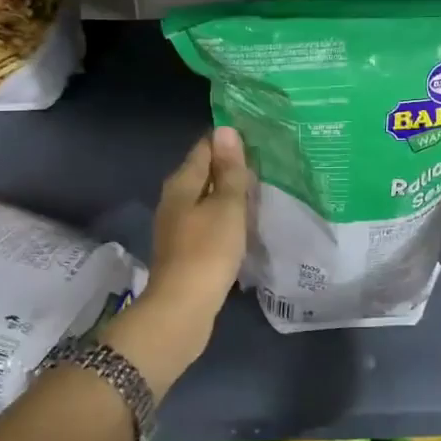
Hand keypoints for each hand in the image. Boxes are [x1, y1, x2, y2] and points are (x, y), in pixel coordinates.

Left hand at [109, 128, 251, 391]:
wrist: (182, 309)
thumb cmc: (207, 251)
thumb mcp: (226, 206)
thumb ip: (229, 170)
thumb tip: (226, 130)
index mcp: (181, 183)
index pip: (205, 148)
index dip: (228, 139)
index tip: (256, 135)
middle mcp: (174, 200)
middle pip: (203, 172)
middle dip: (230, 166)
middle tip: (266, 161)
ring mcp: (178, 227)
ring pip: (206, 198)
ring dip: (229, 193)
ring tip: (260, 189)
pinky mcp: (186, 250)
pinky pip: (208, 221)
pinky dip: (225, 216)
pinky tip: (244, 222)